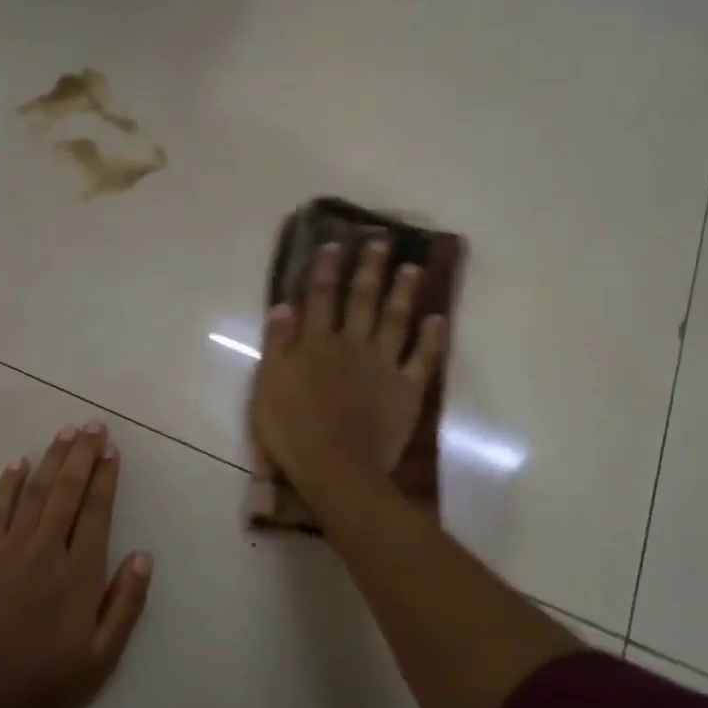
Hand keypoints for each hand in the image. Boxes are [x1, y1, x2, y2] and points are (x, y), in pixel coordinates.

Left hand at [0, 423, 152, 707]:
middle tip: (92, 425)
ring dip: (51, 460)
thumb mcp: (101, 660)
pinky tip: (17, 463)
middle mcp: (45, 553)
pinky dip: (7, 485)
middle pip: (67, 492)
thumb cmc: (45, 689)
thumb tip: (143, 556)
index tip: (112, 450)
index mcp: (79, 576)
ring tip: (66, 432)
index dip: (105, 478)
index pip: (96, 512)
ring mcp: (8, 553)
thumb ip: (125, 605)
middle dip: (82, 455)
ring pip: (35, 494)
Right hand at [250, 239, 446, 487]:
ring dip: (404, 292)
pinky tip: (439, 319)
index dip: (327, 269)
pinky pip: (422, 359)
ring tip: (413, 268)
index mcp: (317, 343)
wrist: (335, 467)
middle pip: (362, 300)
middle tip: (383, 240)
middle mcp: (352, 344)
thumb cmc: (292, 430)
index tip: (336, 243)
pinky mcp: (406, 389)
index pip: (321, 297)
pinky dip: (432, 339)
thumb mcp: (268, 385)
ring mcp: (383, 365)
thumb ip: (278, 344)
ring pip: (395, 320)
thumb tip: (285, 305)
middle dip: (371, 268)